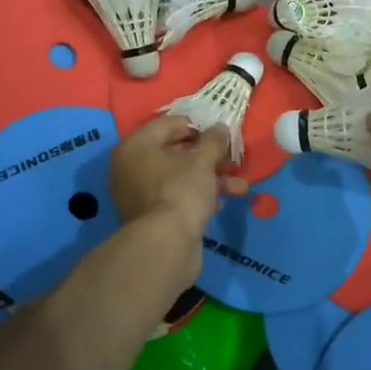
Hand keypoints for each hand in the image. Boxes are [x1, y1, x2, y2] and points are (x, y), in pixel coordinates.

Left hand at [108, 116, 248, 242]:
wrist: (166, 245)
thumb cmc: (181, 190)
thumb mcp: (202, 160)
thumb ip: (213, 140)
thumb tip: (221, 127)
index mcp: (136, 146)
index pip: (168, 124)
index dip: (197, 125)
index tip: (220, 132)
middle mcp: (131, 167)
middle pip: (174, 151)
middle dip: (207, 155)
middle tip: (232, 158)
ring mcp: (139, 194)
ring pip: (180, 176)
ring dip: (211, 177)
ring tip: (240, 185)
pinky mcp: (152, 216)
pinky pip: (177, 195)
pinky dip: (199, 195)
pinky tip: (224, 200)